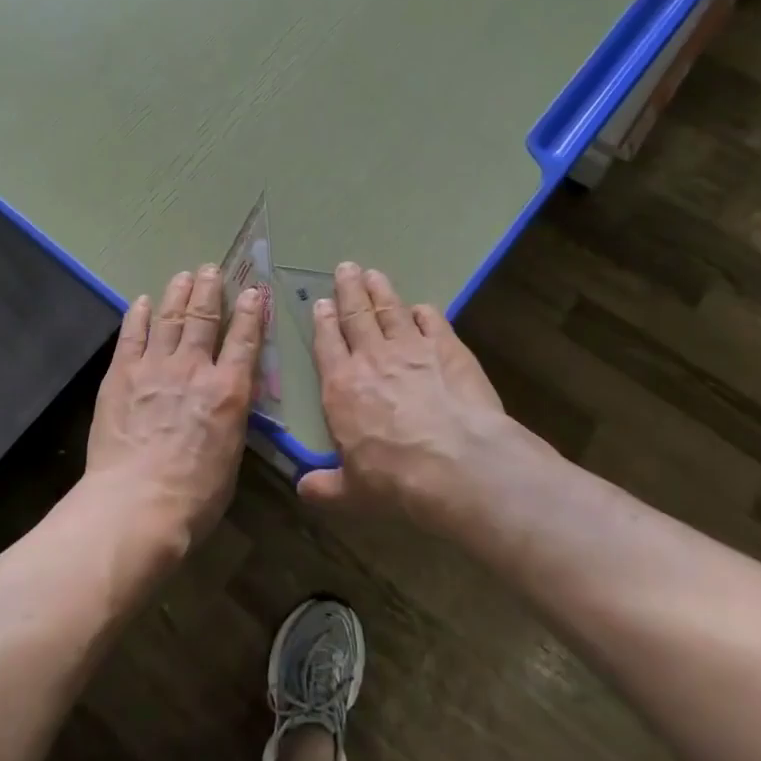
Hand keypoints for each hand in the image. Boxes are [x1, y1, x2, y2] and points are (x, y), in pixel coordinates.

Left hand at [84, 265, 263, 547]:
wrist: (137, 503)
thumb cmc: (194, 495)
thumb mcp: (231, 456)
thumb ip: (230, 418)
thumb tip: (227, 402)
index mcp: (228, 391)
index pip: (244, 340)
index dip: (251, 312)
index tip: (254, 291)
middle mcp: (194, 368)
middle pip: (204, 317)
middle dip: (210, 290)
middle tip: (212, 269)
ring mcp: (155, 367)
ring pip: (170, 318)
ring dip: (178, 293)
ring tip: (183, 275)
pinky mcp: (121, 374)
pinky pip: (132, 335)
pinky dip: (138, 315)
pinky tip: (141, 302)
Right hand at [299, 264, 521, 521]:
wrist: (456, 463)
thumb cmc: (395, 479)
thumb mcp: (352, 492)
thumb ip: (326, 487)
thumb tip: (303, 490)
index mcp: (341, 387)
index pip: (327, 344)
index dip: (323, 322)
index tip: (321, 304)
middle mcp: (372, 358)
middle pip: (356, 314)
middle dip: (349, 290)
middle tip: (346, 268)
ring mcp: (411, 348)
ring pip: (390, 309)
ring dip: (380, 290)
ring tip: (373, 273)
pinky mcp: (448, 348)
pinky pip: (432, 321)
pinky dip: (424, 312)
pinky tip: (422, 308)